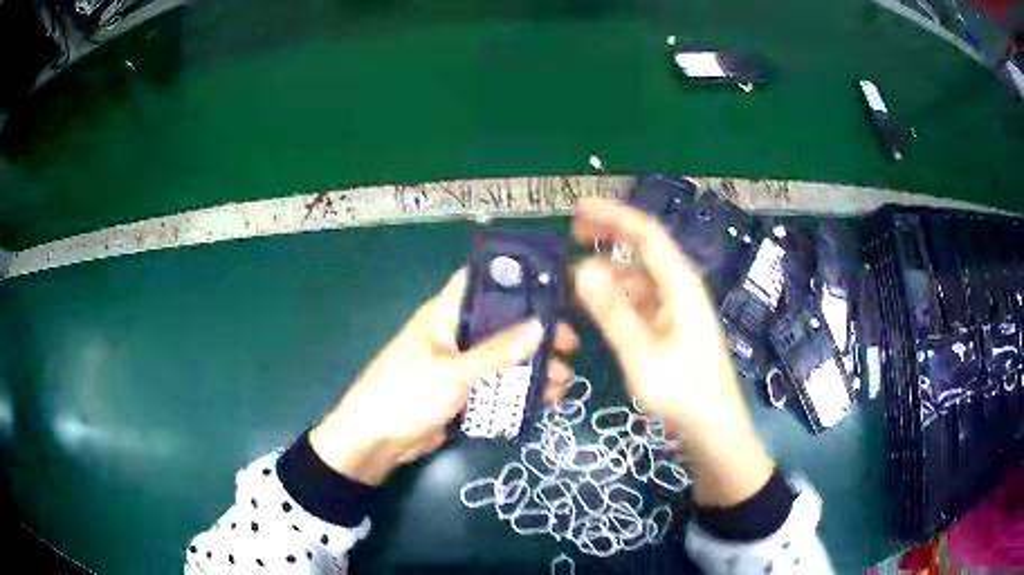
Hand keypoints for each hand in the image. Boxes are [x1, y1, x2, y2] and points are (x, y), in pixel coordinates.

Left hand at [310, 269, 578, 485]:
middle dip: (538, 332)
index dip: (517, 278)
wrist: (376, 442)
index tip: (555, 287)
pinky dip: (522, 391)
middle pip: (504, 323)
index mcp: (445, 314)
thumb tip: (540, 325)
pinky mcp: (465, 393)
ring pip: (507, 357)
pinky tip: (546, 399)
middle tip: (569, 345)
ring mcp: (461, 365)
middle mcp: (456, 334)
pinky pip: (500, 385)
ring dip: (536, 367)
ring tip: (562, 381)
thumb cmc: (406, 394)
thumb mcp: (453, 372)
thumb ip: (497, 351)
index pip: (482, 281)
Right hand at [572, 198, 773, 507]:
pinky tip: (594, 306)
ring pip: (637, 277)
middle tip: (570, 234)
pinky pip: (639, 301)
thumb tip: (580, 269)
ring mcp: (675, 308)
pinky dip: (615, 297)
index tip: (578, 209)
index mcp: (680, 284)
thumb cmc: (682, 390)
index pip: (647, 234)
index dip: (613, 216)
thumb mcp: (641, 352)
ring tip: (572, 276)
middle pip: (642, 250)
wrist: (712, 426)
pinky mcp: (670, 327)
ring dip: (607, 272)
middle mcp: (679, 288)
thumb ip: (611, 310)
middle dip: (608, 236)